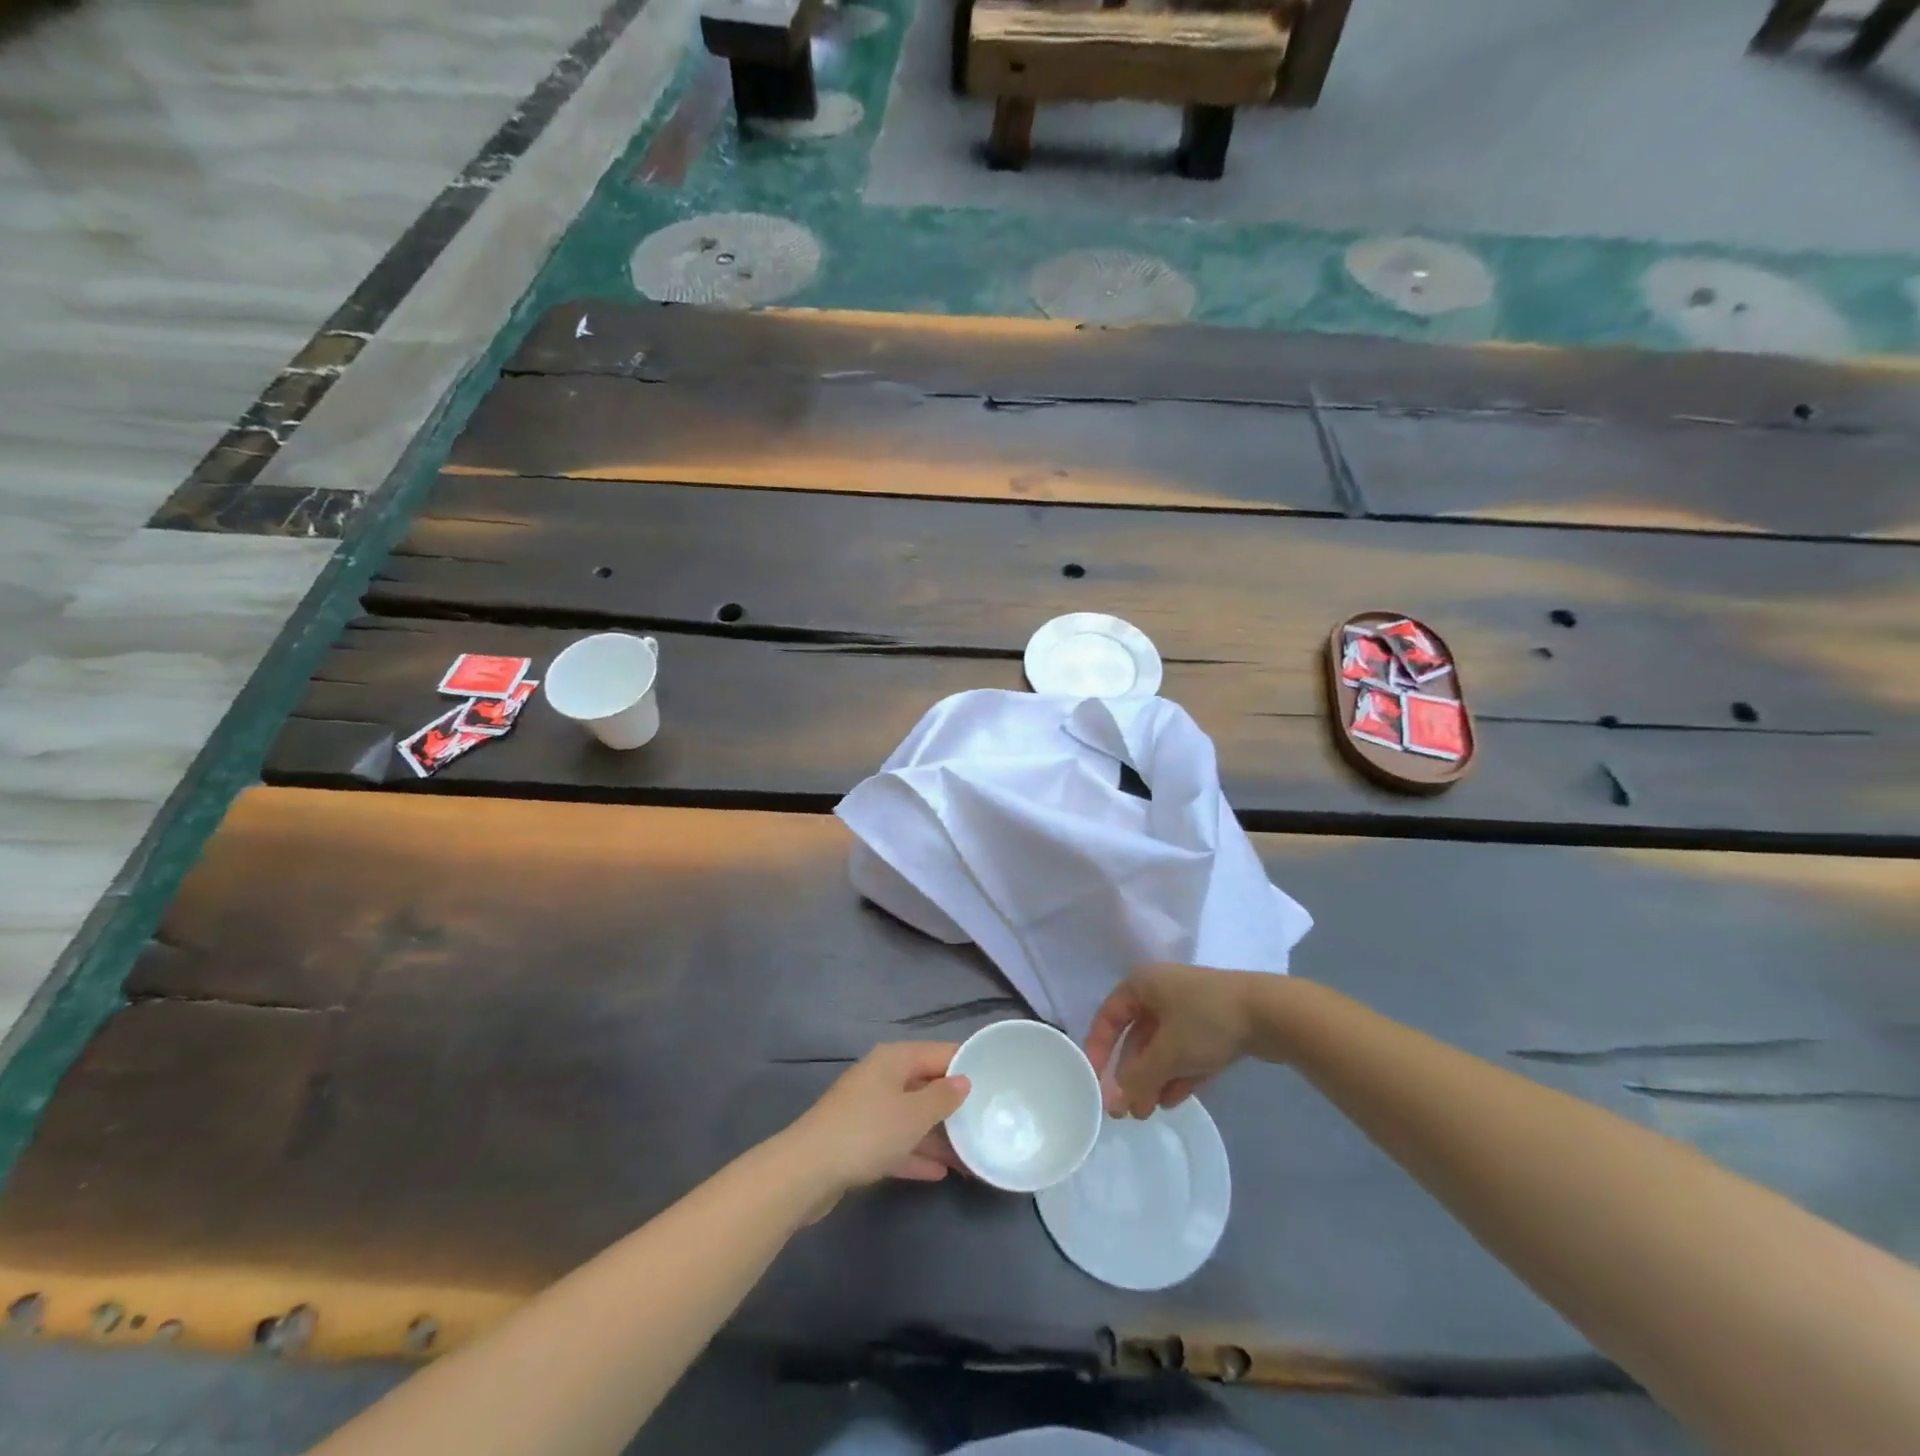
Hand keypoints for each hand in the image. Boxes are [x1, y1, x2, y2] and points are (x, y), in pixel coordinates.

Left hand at [787, 1043, 971, 1200]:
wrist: (807, 1172)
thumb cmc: (867, 1132)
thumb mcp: (914, 1114)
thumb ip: (943, 1097)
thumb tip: (963, 1081)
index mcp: (895, 1059)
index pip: (941, 1053)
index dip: (968, 1065)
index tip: (998, 1081)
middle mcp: (882, 1077)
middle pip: (926, 1085)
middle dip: (955, 1106)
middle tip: (988, 1122)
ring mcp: (868, 1109)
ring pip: (912, 1117)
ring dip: (939, 1135)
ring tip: (972, 1155)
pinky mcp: (859, 1142)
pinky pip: (896, 1142)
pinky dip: (916, 1153)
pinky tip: (941, 1172)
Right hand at [1085, 963, 1257, 1117]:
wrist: (1271, 1013)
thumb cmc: (1205, 1022)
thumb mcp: (1166, 1053)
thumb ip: (1136, 1078)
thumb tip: (1113, 1102)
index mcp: (1142, 984)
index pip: (1109, 1017)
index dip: (1098, 1050)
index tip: (1094, 1083)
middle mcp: (1162, 991)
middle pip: (1137, 1037)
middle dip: (1131, 1074)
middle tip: (1126, 1109)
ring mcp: (1190, 1008)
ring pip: (1162, 1047)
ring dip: (1154, 1079)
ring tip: (1149, 1112)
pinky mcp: (1215, 1025)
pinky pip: (1186, 1051)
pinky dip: (1178, 1074)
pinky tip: (1174, 1101)